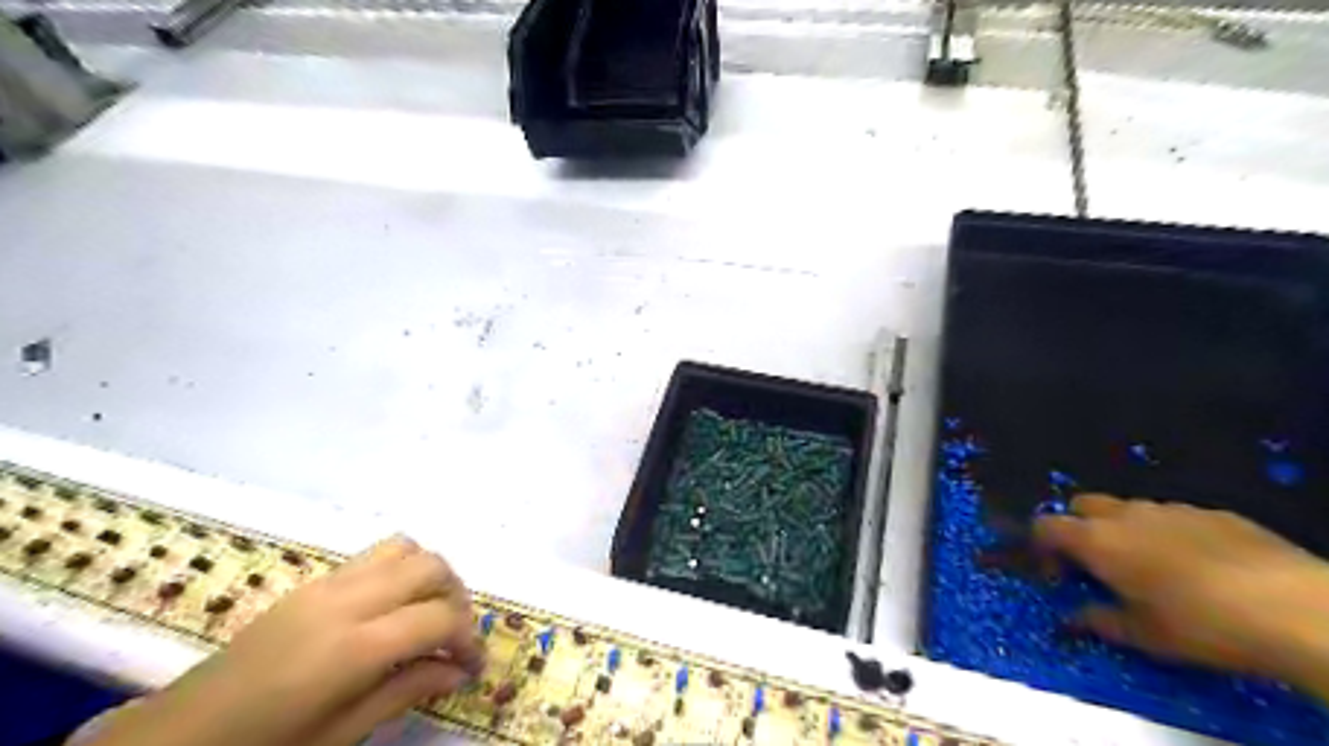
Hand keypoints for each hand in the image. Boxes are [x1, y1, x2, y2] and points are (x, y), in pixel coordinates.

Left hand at [85, 536, 487, 744]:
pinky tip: (393, 605)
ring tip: (430, 611)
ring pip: (407, 548)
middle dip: (458, 597)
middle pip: (431, 568)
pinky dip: (402, 568)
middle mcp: (347, 600)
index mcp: (353, 647)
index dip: (468, 638)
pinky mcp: (313, 580)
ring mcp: (328, 583)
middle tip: (455, 636)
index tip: (474, 664)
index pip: (439, 618)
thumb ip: (406, 692)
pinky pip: (376, 553)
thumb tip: (459, 671)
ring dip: (432, 574)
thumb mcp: (340, 734)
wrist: (178, 736)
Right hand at [1032, 497, 1327, 695]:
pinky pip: (1174, 517)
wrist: (1293, 607)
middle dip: (1078, 527)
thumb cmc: (1200, 624)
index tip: (1055, 575)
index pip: (1046, 526)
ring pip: (1129, 509)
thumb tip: (1073, 618)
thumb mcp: (1142, 636)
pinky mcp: (1214, 513)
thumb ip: (1098, 621)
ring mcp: (1171, 509)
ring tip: (1149, 567)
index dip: (1040, 547)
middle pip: (1081, 505)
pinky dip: (1168, 534)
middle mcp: (1125, 515)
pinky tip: (1198, 566)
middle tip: (1095, 564)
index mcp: (1097, 541)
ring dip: (1123, 530)